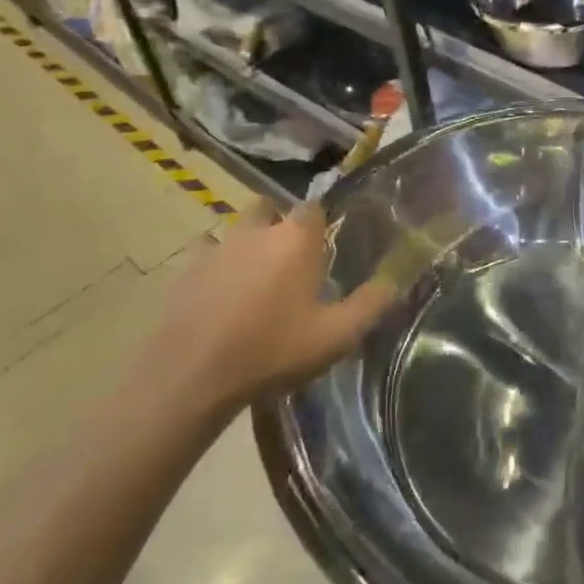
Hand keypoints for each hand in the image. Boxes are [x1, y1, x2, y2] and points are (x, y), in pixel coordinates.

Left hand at [147, 200, 394, 418]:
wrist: (193, 376)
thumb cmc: (273, 350)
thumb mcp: (335, 335)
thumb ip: (371, 304)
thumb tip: (397, 280)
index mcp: (296, 238)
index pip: (314, 207)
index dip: (320, 225)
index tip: (324, 249)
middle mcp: (257, 230)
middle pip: (271, 209)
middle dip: (280, 226)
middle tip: (289, 261)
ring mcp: (217, 246)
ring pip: (237, 230)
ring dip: (248, 244)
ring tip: (254, 280)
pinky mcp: (186, 269)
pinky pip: (206, 254)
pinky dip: (216, 266)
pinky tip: (219, 294)